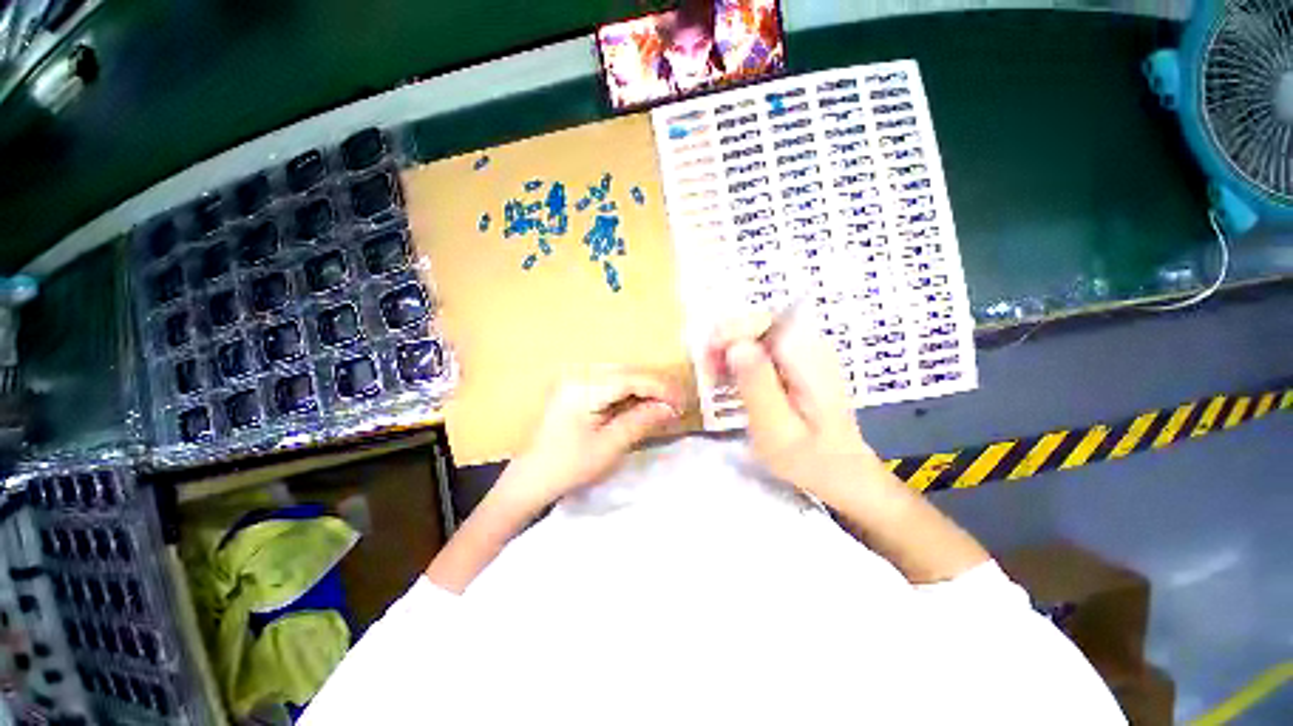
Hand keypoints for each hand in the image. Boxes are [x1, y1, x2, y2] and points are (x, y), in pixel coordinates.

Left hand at [508, 369, 683, 507]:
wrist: (532, 478)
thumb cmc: (569, 465)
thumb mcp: (609, 446)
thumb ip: (641, 421)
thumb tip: (670, 408)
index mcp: (584, 388)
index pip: (631, 378)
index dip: (660, 388)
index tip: (682, 403)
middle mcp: (580, 376)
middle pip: (628, 373)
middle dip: (656, 388)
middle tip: (678, 406)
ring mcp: (577, 381)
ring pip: (622, 377)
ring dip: (645, 391)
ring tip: (665, 407)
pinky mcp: (578, 390)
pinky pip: (611, 386)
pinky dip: (631, 395)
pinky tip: (643, 406)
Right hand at [707, 310, 880, 502]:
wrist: (841, 471)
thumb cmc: (808, 459)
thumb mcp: (776, 428)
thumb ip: (757, 385)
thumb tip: (736, 345)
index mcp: (808, 358)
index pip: (764, 321)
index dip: (731, 331)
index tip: (709, 356)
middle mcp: (811, 345)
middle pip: (759, 324)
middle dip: (728, 342)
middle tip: (708, 370)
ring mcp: (808, 350)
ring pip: (759, 333)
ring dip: (733, 350)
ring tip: (716, 377)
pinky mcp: (800, 360)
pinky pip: (764, 346)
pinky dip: (744, 359)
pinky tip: (733, 379)